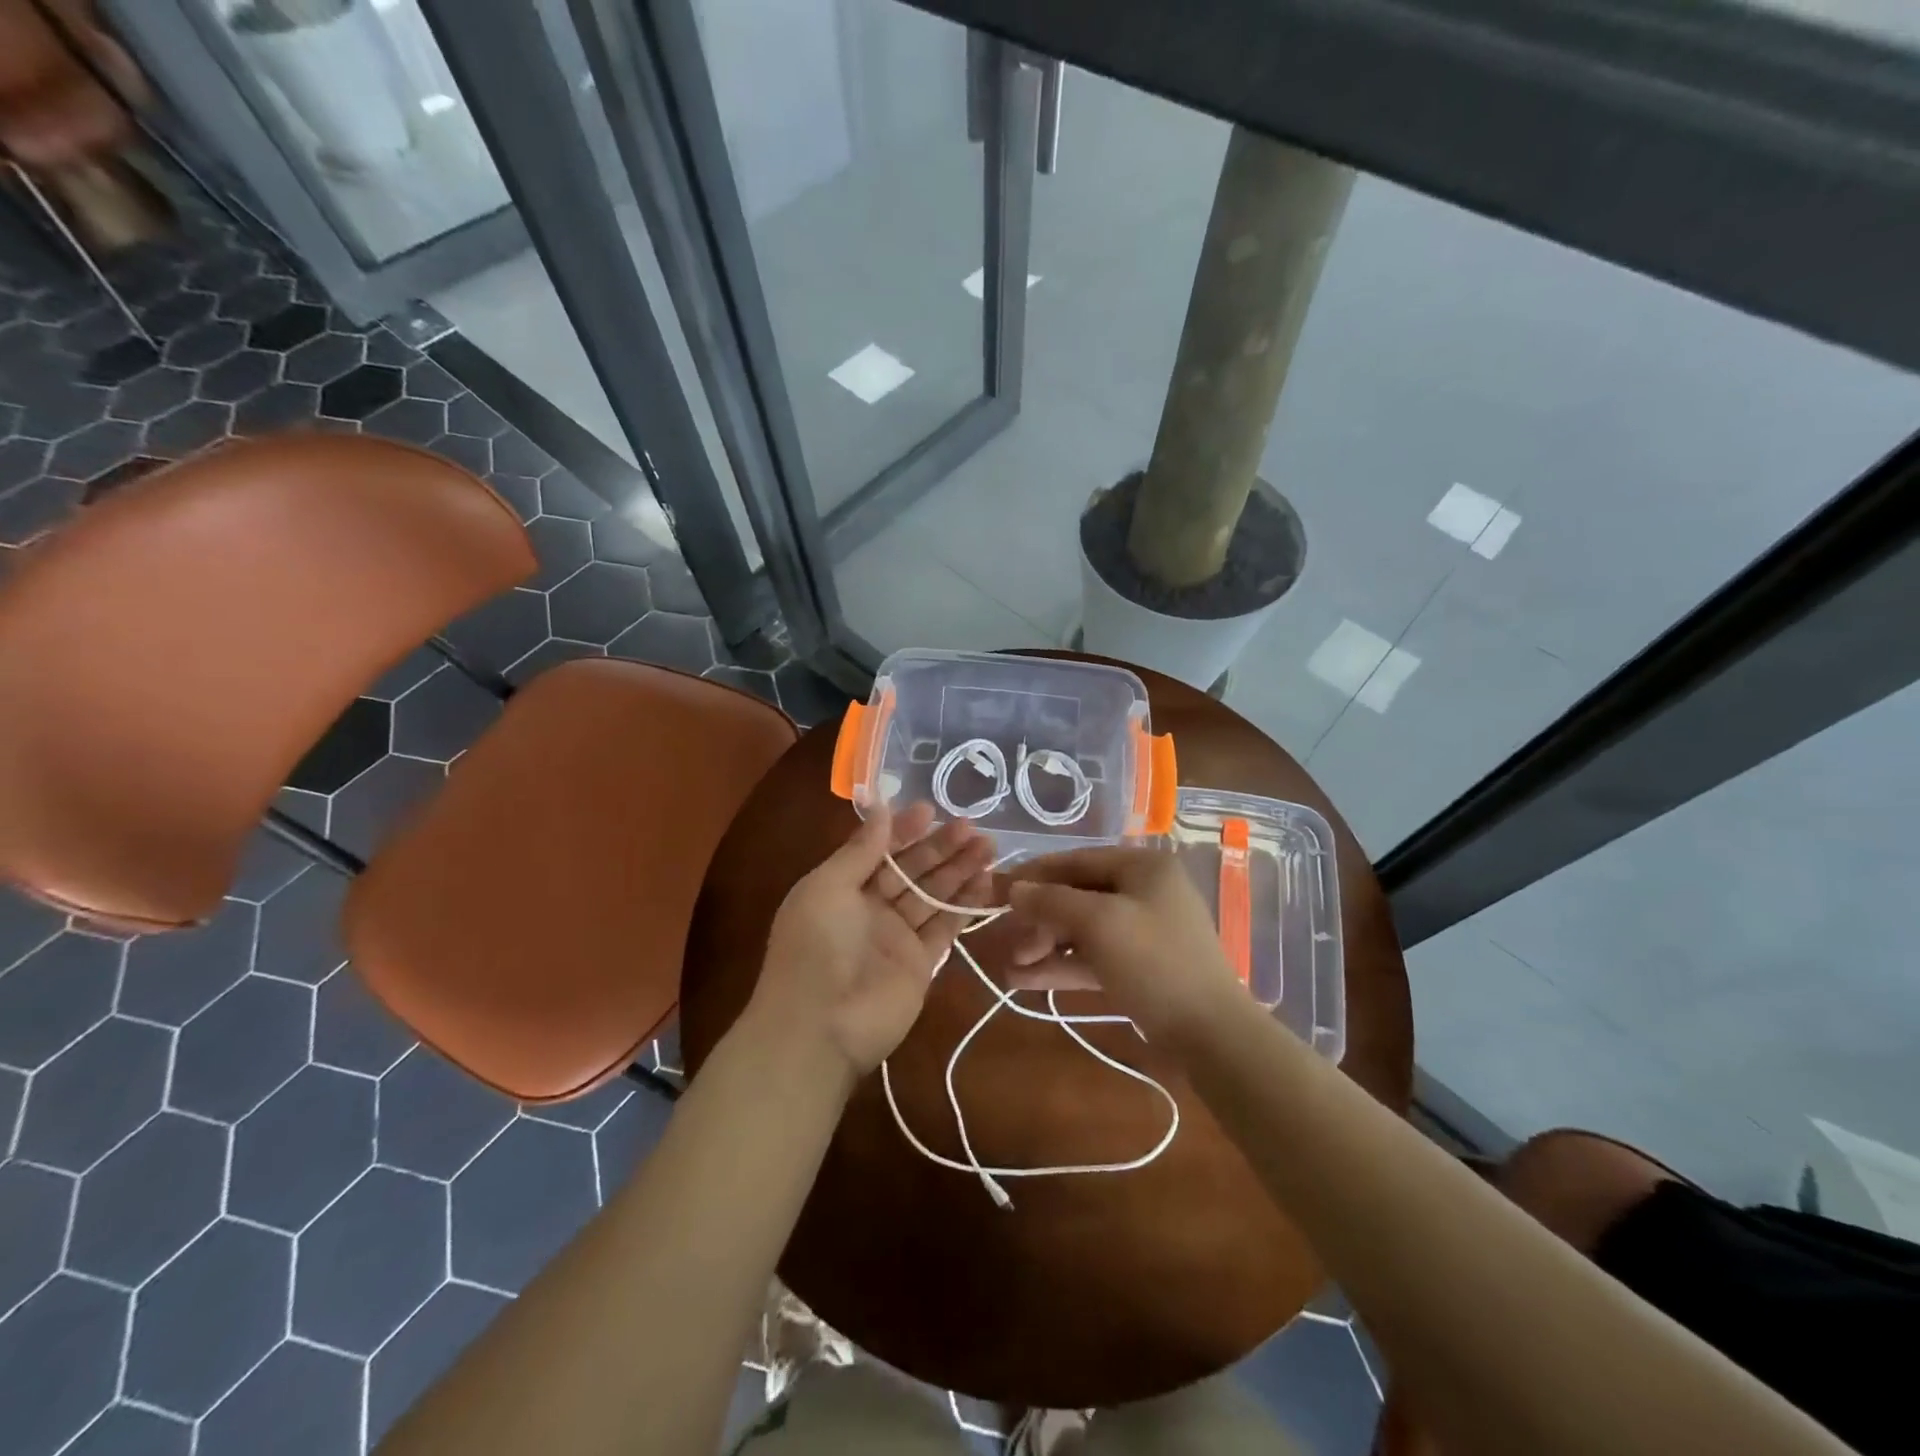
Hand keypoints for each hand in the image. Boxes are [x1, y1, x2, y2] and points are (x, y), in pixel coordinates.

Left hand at [748, 802, 994, 1081]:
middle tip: (972, 826)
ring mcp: (898, 937)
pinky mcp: (922, 964)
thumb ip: (859, 850)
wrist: (820, 1027)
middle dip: (940, 848)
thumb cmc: (816, 947)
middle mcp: (871, 909)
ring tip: (989, 846)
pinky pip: (946, 927)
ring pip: (933, 895)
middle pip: (912, 870)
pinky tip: (986, 881)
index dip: (904, 830)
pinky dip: (965, 905)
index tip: (931, 809)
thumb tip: (881, 808)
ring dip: (959, 871)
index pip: (879, 850)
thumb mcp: (826, 888)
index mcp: (842, 888)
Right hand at [1002, 847, 1246, 1049]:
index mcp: (1142, 867)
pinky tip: (1026, 980)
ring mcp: (1143, 932)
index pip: (1076, 860)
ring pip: (1083, 930)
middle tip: (1009, 943)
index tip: (998, 890)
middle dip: (1040, 920)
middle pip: (1077, 896)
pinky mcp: (1139, 967)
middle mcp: (1144, 891)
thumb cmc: (1154, 962)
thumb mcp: (1098, 923)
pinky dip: (1063, 966)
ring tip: (1010, 968)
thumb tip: (1014, 888)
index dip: (1035, 875)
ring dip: (1046, 946)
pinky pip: (1093, 957)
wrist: (1211, 1035)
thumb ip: (1051, 901)